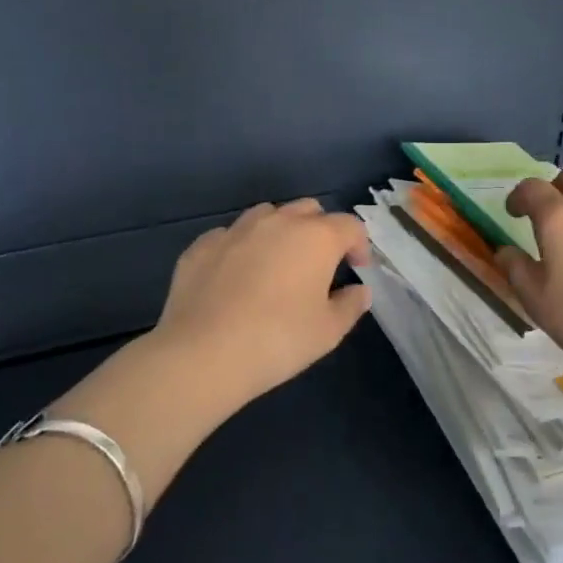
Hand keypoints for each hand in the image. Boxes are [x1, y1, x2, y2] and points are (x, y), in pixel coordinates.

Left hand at [152, 199, 372, 405]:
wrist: (203, 353)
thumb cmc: (278, 340)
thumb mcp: (328, 331)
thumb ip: (350, 305)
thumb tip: (360, 291)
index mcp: (316, 237)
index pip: (350, 225)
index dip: (359, 244)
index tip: (358, 268)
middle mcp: (278, 222)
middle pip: (309, 210)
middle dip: (320, 230)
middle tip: (319, 263)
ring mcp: (236, 229)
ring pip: (267, 215)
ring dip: (279, 231)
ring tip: (276, 263)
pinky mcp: (202, 245)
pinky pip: (230, 236)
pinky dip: (241, 248)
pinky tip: (235, 275)